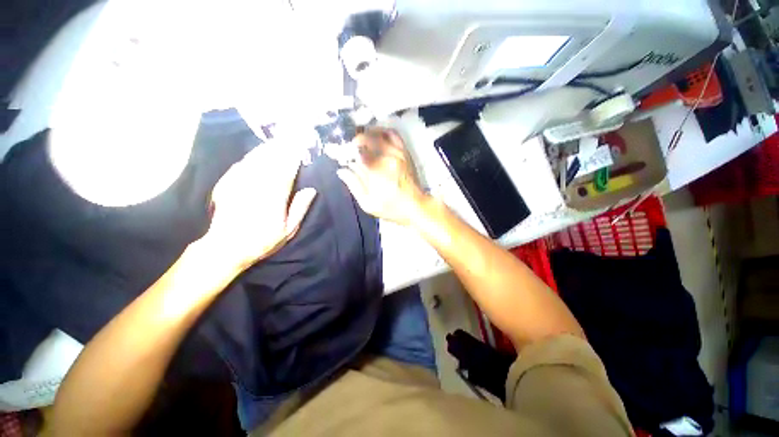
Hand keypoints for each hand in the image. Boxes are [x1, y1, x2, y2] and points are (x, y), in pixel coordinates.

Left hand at [204, 144, 316, 270]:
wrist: (225, 247)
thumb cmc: (262, 240)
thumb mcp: (288, 230)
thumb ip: (299, 208)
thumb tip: (311, 190)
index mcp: (274, 197)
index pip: (287, 171)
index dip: (295, 158)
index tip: (301, 149)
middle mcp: (257, 185)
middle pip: (272, 161)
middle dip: (282, 149)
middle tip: (291, 138)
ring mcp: (240, 183)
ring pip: (256, 159)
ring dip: (268, 149)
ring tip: (277, 142)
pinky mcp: (226, 183)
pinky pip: (241, 164)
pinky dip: (251, 157)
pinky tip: (257, 154)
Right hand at [337, 127, 426, 225]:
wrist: (416, 206)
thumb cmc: (392, 208)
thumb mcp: (368, 203)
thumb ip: (354, 185)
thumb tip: (342, 170)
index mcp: (377, 170)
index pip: (358, 152)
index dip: (346, 150)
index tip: (339, 152)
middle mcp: (388, 157)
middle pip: (368, 138)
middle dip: (355, 140)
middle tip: (349, 146)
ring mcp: (399, 153)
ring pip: (380, 133)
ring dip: (368, 133)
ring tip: (360, 139)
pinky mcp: (405, 153)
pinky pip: (394, 135)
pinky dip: (383, 131)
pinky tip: (376, 136)